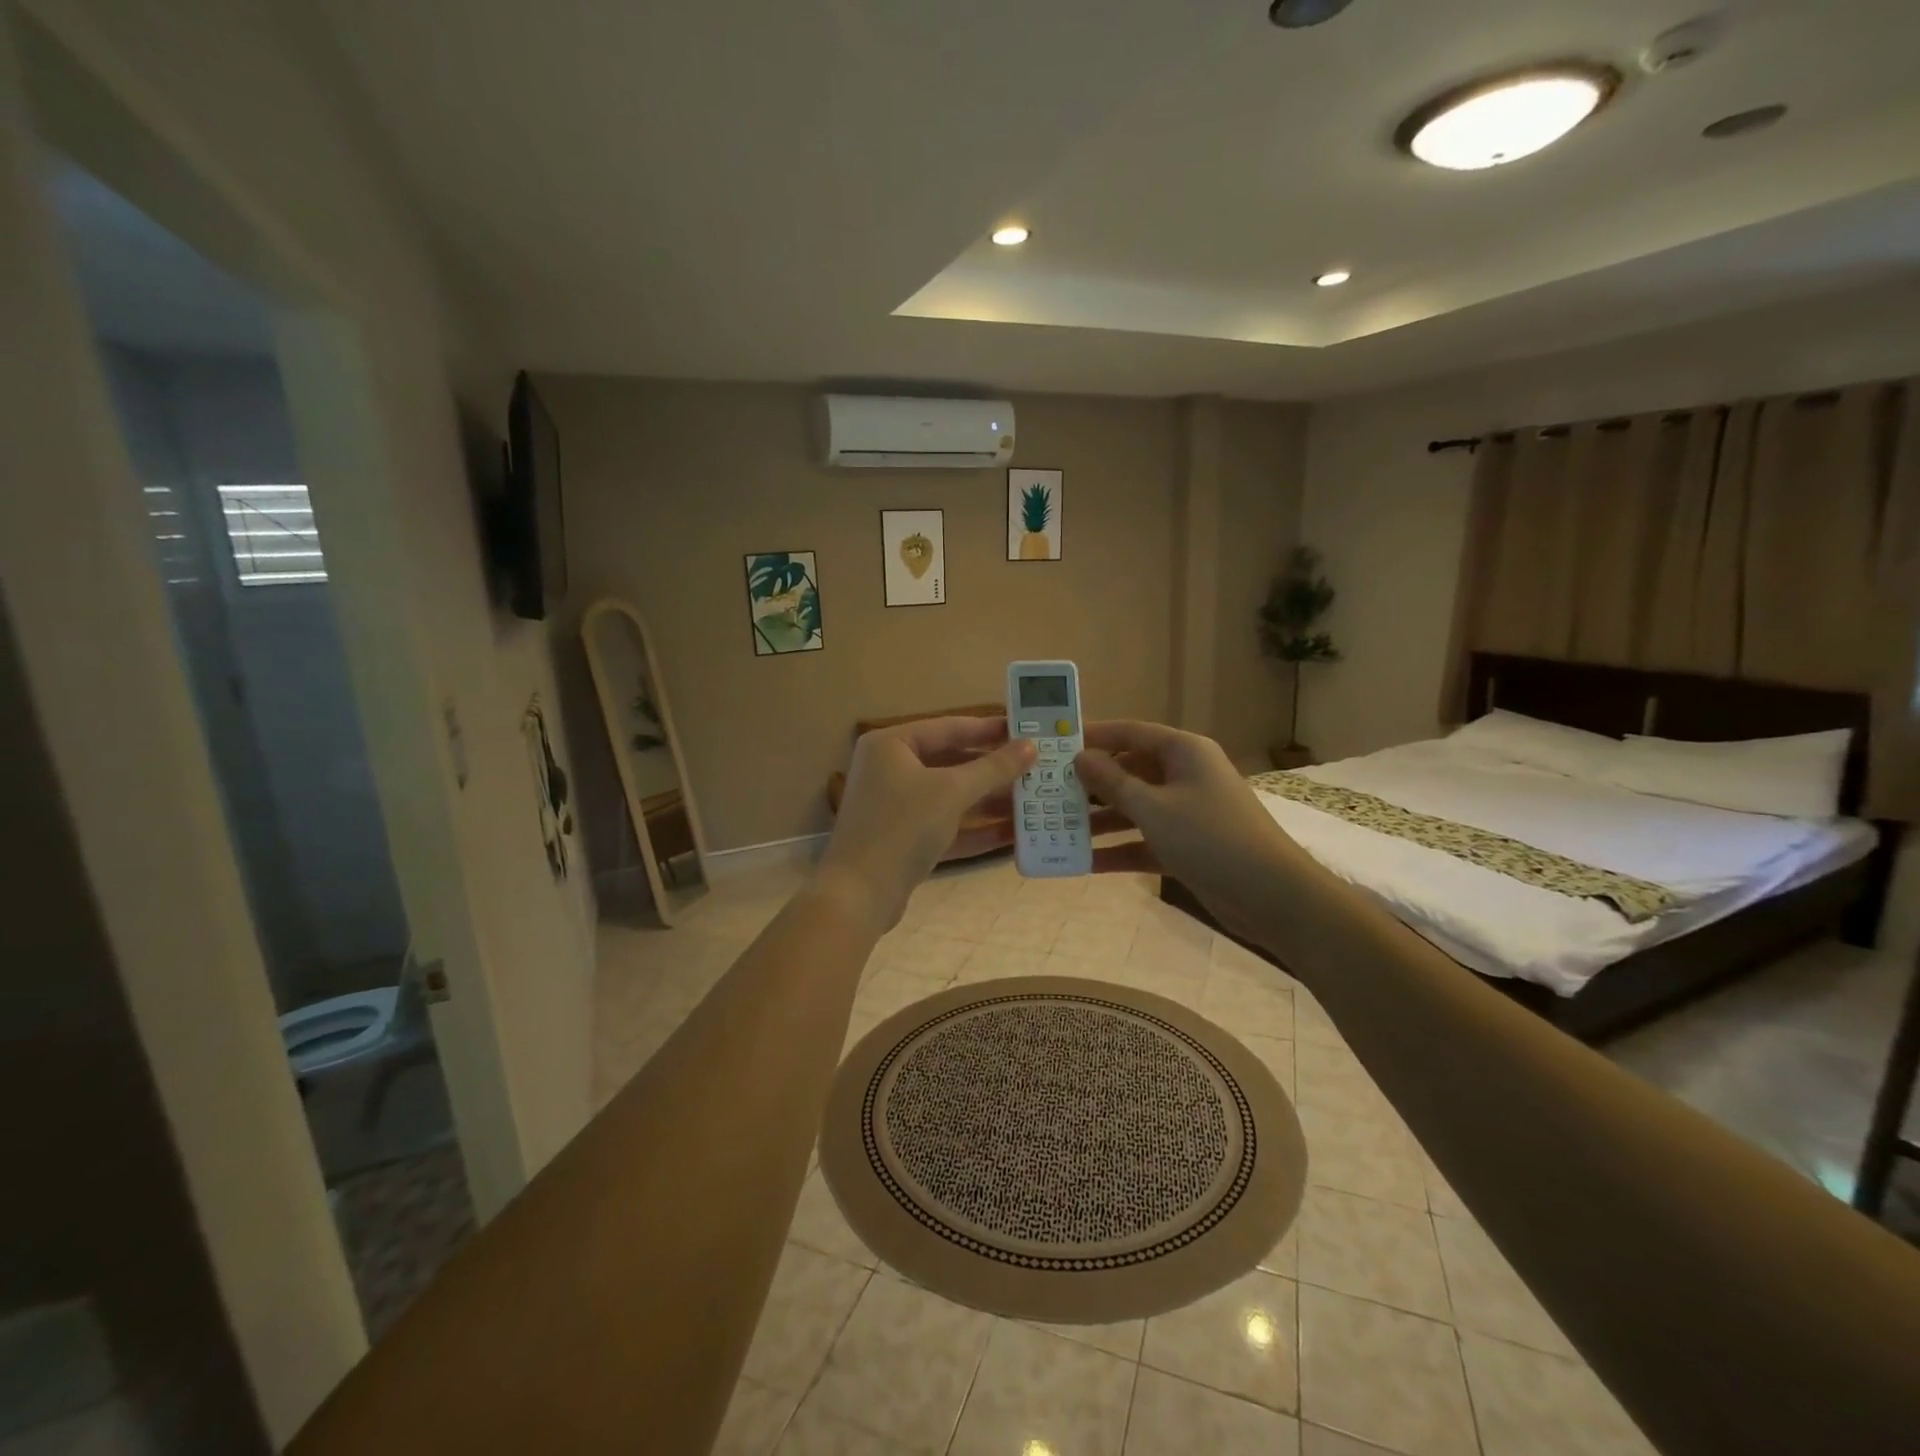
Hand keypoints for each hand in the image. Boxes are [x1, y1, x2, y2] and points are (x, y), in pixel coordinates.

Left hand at [816, 718, 1035, 931]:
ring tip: (1033, 800)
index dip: (989, 729)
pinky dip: (975, 829)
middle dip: (993, 769)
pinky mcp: (904, 841)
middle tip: (1035, 767)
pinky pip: (946, 826)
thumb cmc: (902, 827)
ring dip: (989, 800)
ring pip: (950, 797)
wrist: (858, 895)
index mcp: (891, 745)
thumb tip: (1031, 746)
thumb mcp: (952, 791)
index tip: (1026, 730)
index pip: (948, 727)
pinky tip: (1013, 833)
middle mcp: (890, 770)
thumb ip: (994, 768)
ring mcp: (895, 808)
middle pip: (950, 762)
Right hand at [1073, 721, 1302, 941]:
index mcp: (1184, 751)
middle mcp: (1186, 775)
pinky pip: (1145, 839)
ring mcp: (1187, 811)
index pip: (1130, 733)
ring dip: (1101, 820)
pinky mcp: (1188, 845)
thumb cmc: (1210, 838)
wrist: (1272, 896)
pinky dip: (1120, 849)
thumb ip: (1113, 782)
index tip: (1055, 744)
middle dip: (1092, 784)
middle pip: (1130, 771)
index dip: (1093, 736)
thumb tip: (1080, 757)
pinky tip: (1085, 863)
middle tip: (1049, 792)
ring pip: (1135, 808)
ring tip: (1057, 829)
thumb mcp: (1154, 808)